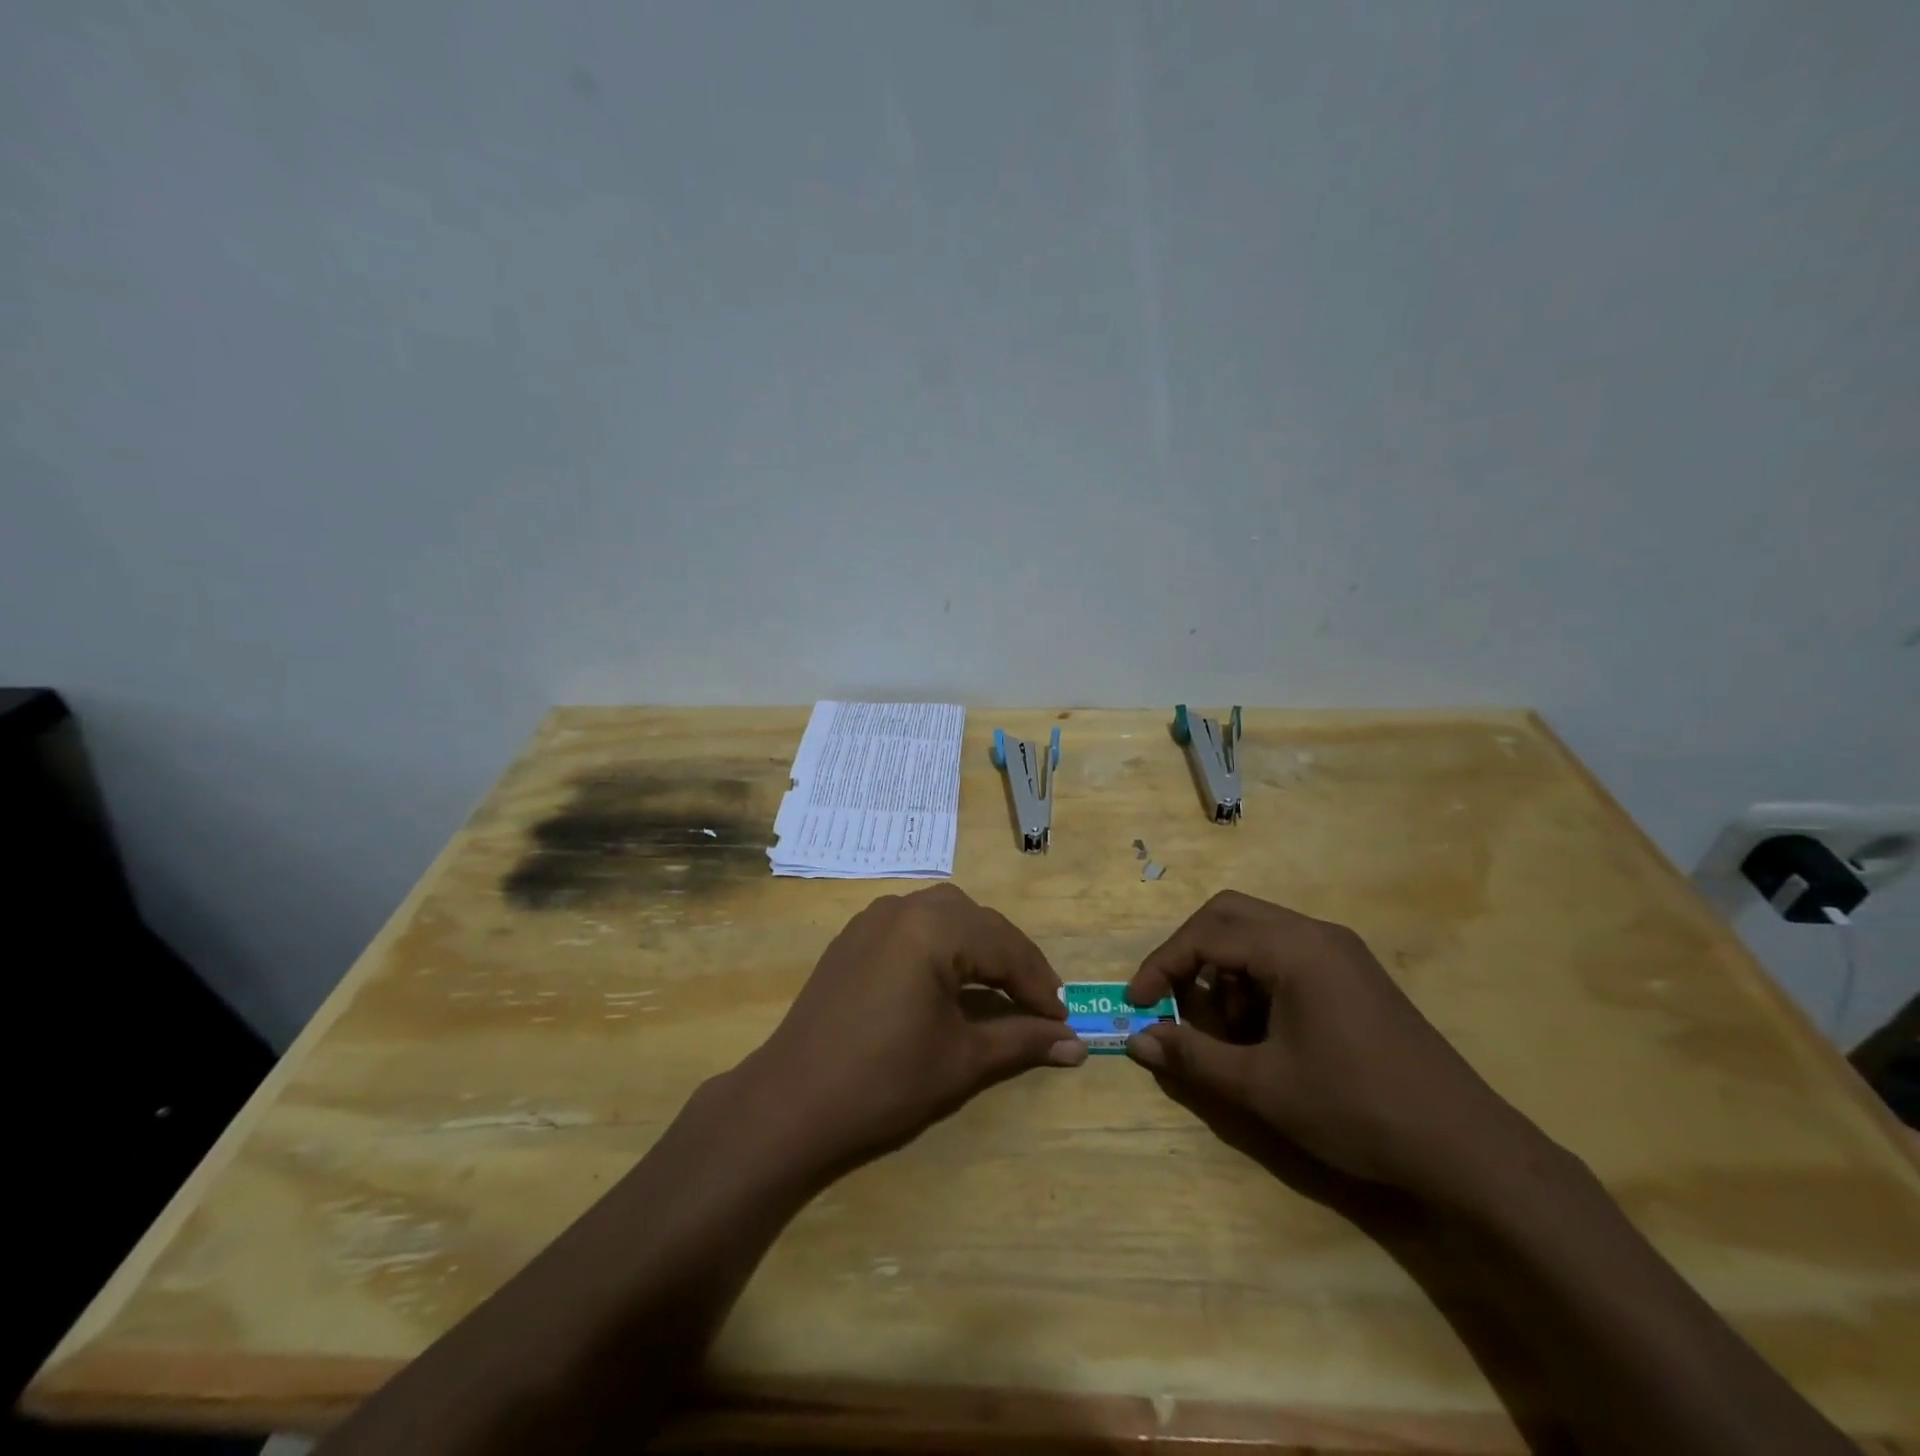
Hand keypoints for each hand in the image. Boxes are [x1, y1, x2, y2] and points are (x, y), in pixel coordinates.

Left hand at [737, 884, 1085, 1171]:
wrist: (792, 1102)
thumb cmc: (884, 1080)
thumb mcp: (961, 1060)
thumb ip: (1023, 1041)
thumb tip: (1078, 1045)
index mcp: (933, 928)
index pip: (1005, 947)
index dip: (1040, 984)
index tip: (1065, 1020)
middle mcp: (904, 907)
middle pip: (977, 922)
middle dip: (1012, 960)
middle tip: (1038, 1003)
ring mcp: (873, 918)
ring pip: (945, 916)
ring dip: (978, 946)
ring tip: (999, 989)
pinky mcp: (854, 936)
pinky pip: (913, 925)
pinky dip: (942, 945)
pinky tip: (948, 980)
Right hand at [1124, 891, 1552, 1208]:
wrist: (1468, 1149)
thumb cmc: (1357, 1110)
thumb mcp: (1263, 1087)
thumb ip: (1193, 1056)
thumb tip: (1137, 1041)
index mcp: (1294, 949)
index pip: (1206, 935)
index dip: (1162, 966)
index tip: (1137, 1004)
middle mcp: (1316, 934)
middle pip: (1229, 915)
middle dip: (1189, 954)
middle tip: (1169, 997)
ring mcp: (1340, 951)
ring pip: (1258, 933)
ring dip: (1225, 968)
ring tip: (1224, 1027)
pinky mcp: (1355, 974)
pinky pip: (1287, 955)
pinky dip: (1257, 979)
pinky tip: (1262, 1030)